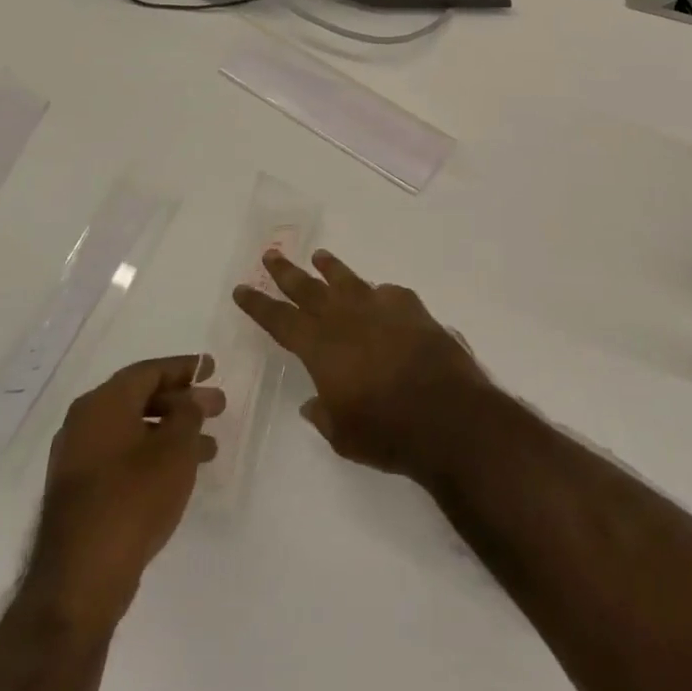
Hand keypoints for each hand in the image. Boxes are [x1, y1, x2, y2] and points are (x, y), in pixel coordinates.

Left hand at [28, 356, 223, 629]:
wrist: (80, 578)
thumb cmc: (133, 498)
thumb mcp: (175, 449)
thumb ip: (189, 414)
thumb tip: (191, 398)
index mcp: (102, 404)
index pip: (149, 371)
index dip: (185, 368)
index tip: (213, 368)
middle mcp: (84, 423)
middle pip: (140, 398)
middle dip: (182, 401)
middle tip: (219, 407)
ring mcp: (77, 458)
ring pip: (133, 430)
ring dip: (172, 432)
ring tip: (210, 448)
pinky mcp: (79, 491)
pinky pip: (122, 455)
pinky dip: (152, 454)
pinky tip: (179, 472)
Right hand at [233, 250, 490, 478]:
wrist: (449, 416)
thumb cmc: (388, 433)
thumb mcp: (344, 435)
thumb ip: (324, 414)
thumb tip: (313, 403)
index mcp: (322, 350)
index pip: (281, 321)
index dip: (259, 305)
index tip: (242, 289)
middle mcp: (348, 321)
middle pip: (310, 290)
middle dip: (287, 273)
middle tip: (271, 255)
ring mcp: (383, 310)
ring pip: (349, 282)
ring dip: (331, 269)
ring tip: (320, 256)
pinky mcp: (414, 310)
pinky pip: (390, 294)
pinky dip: (379, 293)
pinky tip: (379, 295)